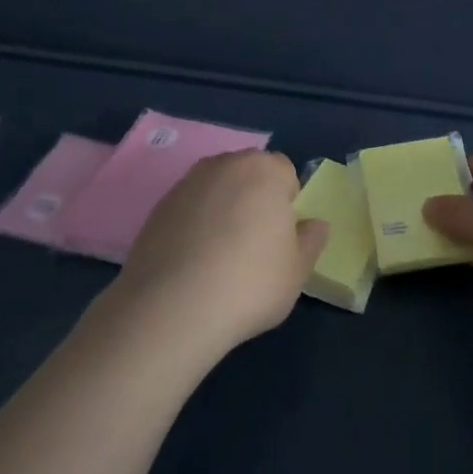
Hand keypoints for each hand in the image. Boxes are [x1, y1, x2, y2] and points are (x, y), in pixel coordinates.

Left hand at [106, 150, 327, 359]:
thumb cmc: (250, 283)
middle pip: (248, 174)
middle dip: (254, 199)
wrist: (171, 309)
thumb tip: (314, 225)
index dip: (287, 202)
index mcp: (264, 170)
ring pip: (217, 189)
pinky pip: (189, 209)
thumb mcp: (298, 270)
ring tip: (221, 255)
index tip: (281, 236)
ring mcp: (186, 184)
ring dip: (223, 209)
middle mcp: (224, 165)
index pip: (285, 172)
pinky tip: (194, 262)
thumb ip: (311, 240)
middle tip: (254, 243)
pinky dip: (195, 225)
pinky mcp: (157, 207)